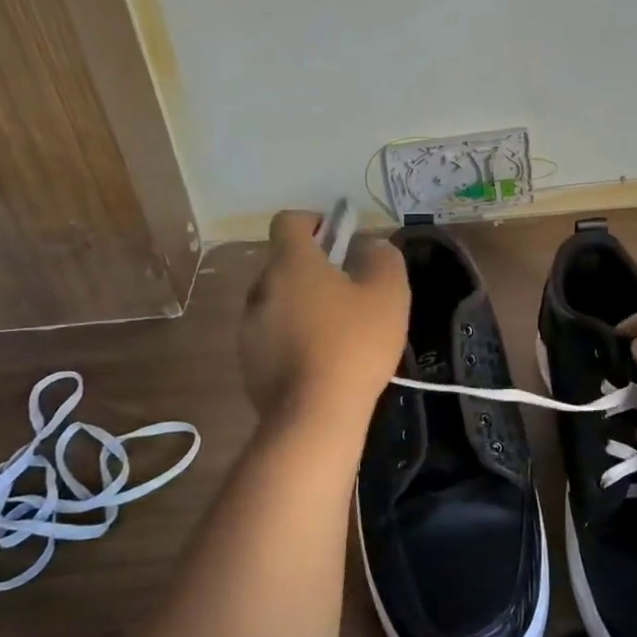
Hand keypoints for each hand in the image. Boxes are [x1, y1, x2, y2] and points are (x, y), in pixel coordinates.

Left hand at [239, 210, 408, 425]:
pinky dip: (293, 337)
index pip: (289, 221)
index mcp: (291, 264)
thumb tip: (370, 246)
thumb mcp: (388, 294)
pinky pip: (272, 334)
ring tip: (337, 331)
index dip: (315, 222)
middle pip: (284, 263)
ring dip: (302, 304)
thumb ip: (383, 257)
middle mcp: (261, 288)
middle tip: (349, 290)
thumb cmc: (355, 344)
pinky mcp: (248, 362)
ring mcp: (249, 327)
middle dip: (314, 268)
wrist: (315, 415)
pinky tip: (321, 360)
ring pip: (278, 300)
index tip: (340, 239)